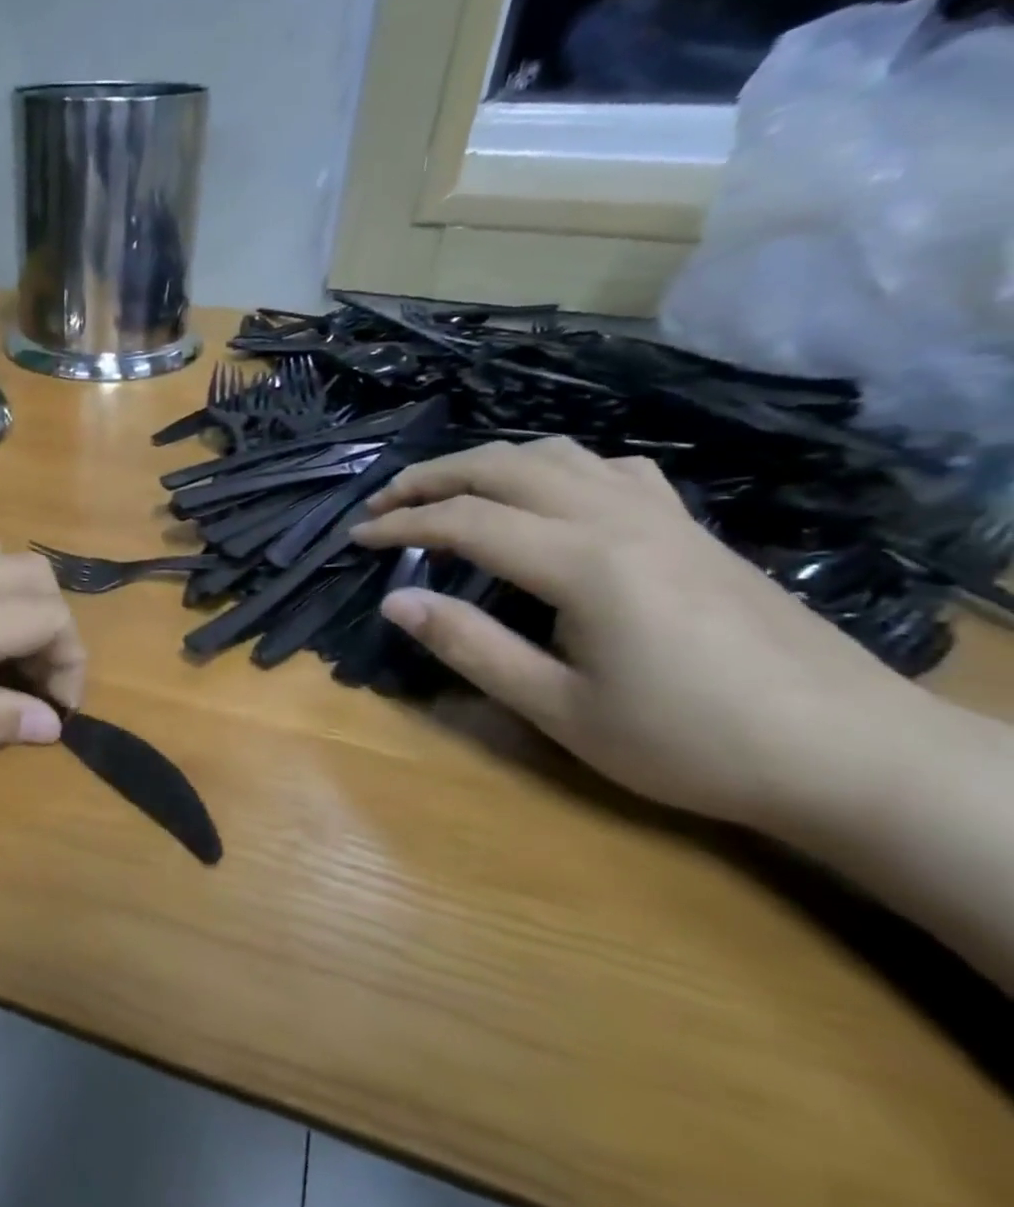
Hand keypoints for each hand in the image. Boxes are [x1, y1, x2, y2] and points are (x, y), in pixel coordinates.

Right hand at [350, 437, 936, 827]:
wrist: (849, 752)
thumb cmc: (692, 742)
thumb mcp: (561, 710)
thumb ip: (472, 647)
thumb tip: (397, 600)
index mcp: (583, 563)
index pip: (467, 521)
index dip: (402, 525)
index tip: (356, 538)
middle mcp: (618, 518)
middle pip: (505, 467)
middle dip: (432, 477)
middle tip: (384, 503)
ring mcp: (662, 515)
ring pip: (558, 454)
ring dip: (489, 462)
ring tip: (448, 489)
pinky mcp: (691, 527)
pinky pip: (609, 469)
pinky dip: (555, 468)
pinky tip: (548, 494)